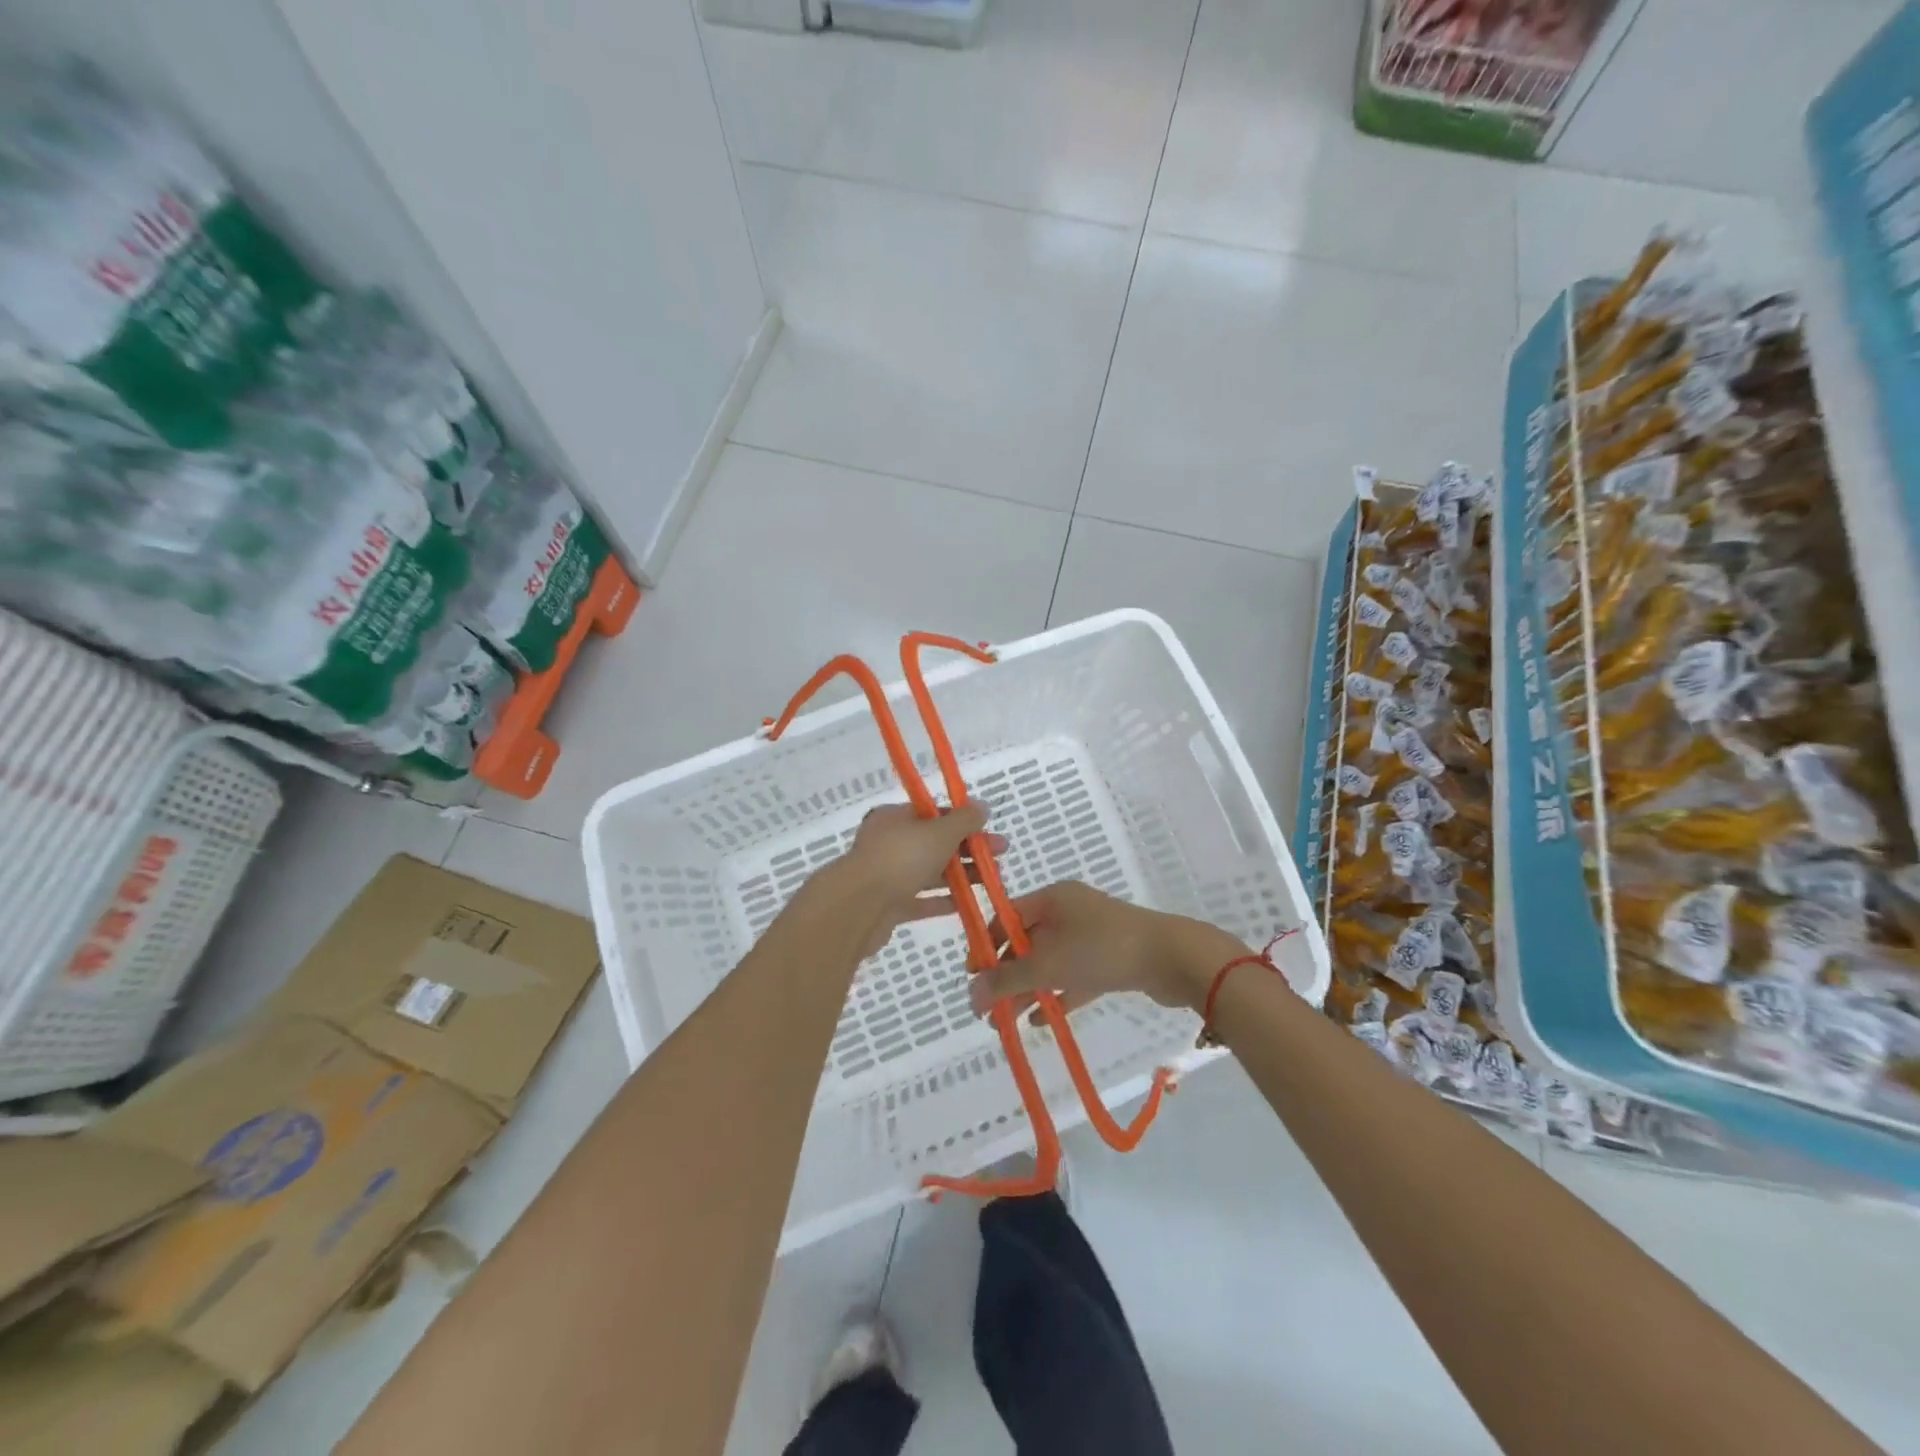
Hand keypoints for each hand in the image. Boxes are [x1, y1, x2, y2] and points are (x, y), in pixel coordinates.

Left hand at [814, 802, 1000, 958]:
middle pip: (934, 843)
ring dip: (960, 875)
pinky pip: (920, 900)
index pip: (933, 814)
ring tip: (992, 881)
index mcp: (894, 818)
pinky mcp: (887, 906)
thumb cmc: (901, 858)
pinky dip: (942, 901)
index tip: (988, 830)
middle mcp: (888, 843)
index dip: (963, 821)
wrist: (858, 907)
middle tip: (1000, 856)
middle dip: (967, 850)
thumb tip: (983, 806)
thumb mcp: (939, 832)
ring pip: (929, 872)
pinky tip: (966, 904)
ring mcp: (886, 875)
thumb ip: (964, 821)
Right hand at [966, 881, 1246, 1018]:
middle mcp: (1070, 911)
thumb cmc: (1103, 949)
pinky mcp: (1111, 958)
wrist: (1173, 958)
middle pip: (1027, 942)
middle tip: (989, 1010)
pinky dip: (1057, 995)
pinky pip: (1074, 976)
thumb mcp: (1048, 964)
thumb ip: (1007, 980)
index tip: (973, 977)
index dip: (987, 946)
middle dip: (1007, 976)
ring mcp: (1092, 935)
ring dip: (1029, 990)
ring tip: (1009, 1023)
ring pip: (1050, 962)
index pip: (1007, 917)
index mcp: (1052, 898)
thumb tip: (970, 994)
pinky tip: (1043, 1020)